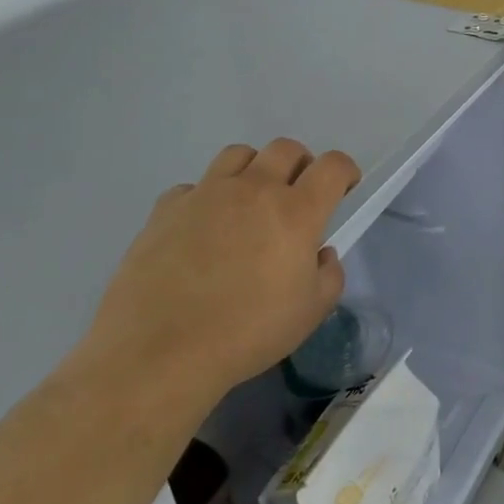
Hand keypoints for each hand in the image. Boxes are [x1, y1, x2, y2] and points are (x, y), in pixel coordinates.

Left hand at [83, 139, 360, 404]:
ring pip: (239, 155)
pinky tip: (201, 230)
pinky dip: (205, 199)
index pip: (333, 165)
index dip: (345, 171)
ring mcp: (206, 195)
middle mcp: (254, 190)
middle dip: (301, 165)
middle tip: (296, 197)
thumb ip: (329, 274)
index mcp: (296, 211)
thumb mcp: (312, 313)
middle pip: (286, 148)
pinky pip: (193, 187)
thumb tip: (319, 253)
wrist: (158, 355)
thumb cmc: (246, 334)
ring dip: (253, 170)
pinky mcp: (165, 210)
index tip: (343, 190)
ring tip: (248, 203)